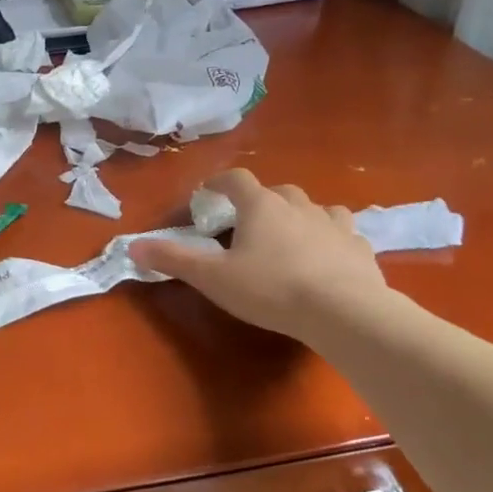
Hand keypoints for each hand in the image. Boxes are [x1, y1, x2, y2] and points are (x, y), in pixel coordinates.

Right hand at [129, 170, 387, 338]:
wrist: (343, 312)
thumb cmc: (270, 289)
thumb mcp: (212, 278)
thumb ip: (173, 259)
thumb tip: (133, 245)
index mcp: (261, 206)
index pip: (235, 180)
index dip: (218, 182)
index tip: (207, 193)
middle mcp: (298, 205)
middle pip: (276, 191)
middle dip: (259, 202)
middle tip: (247, 225)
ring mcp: (333, 224)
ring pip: (313, 208)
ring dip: (298, 216)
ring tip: (289, 237)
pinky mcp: (359, 247)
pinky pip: (342, 233)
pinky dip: (330, 238)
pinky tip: (327, 257)